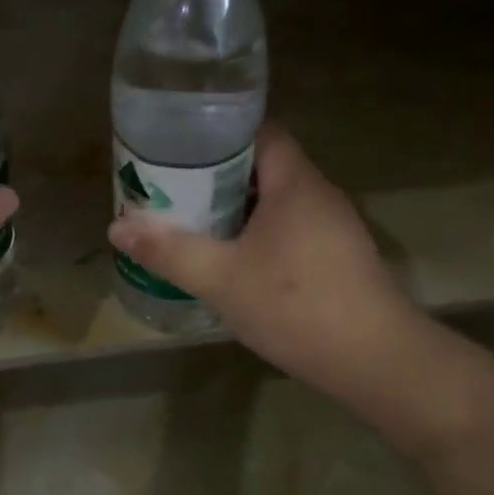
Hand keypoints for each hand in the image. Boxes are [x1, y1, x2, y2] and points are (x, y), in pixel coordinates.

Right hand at [107, 121, 419, 396]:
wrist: (375, 362)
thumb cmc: (296, 306)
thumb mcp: (221, 279)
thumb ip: (169, 251)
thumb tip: (117, 227)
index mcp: (295, 183)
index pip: (260, 132)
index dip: (219, 136)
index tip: (179, 152)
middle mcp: (319, 195)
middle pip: (264, 167)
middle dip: (217, 178)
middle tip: (174, 193)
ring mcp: (335, 228)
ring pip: (277, 203)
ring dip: (237, 211)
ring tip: (194, 225)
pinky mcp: (339, 259)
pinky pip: (291, 230)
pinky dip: (259, 236)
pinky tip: (235, 263)